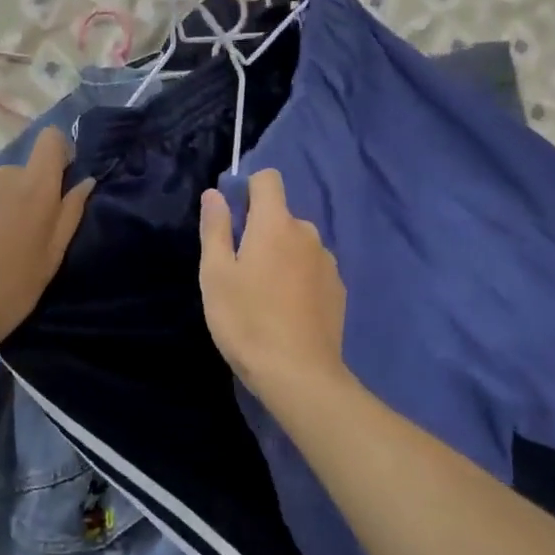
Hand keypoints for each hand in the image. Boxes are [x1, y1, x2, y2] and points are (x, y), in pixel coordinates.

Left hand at [0, 129, 93, 364]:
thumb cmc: (8, 293)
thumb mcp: (51, 259)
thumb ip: (69, 214)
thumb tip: (84, 182)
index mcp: (34, 189)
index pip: (50, 140)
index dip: (57, 153)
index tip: (56, 182)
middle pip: (20, 172)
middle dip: (24, 195)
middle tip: (18, 238)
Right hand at [198, 169, 349, 399]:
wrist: (298, 374)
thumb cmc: (246, 320)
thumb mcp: (216, 274)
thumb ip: (216, 228)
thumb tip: (215, 194)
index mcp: (276, 224)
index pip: (268, 179)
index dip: (248, 189)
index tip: (234, 220)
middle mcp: (308, 234)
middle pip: (281, 216)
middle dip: (261, 231)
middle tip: (240, 271)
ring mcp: (328, 262)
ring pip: (298, 244)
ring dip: (282, 256)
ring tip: (264, 296)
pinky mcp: (338, 290)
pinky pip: (313, 269)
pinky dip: (299, 278)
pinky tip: (287, 312)